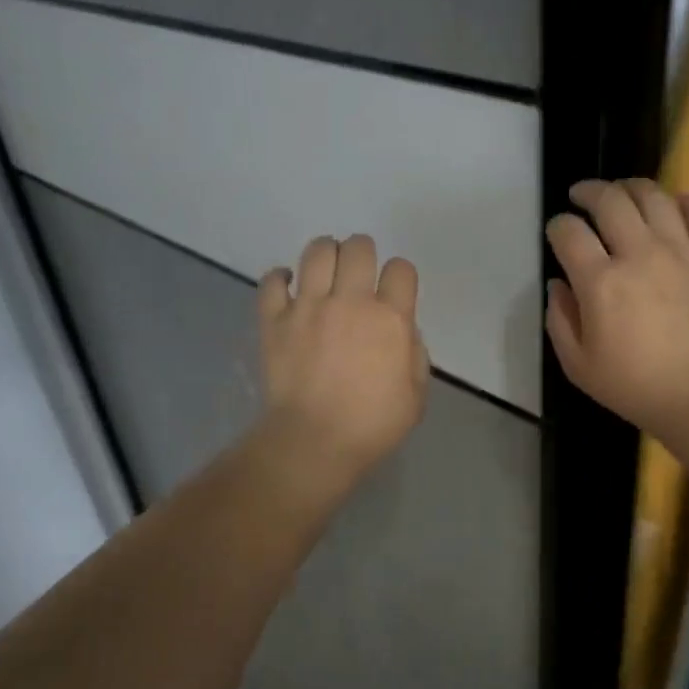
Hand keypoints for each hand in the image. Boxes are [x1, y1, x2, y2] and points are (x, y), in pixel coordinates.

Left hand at [257, 233, 429, 485]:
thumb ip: (415, 354)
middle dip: (363, 253)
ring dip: (326, 254)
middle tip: (359, 273)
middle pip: (358, 247)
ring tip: (326, 272)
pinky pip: (272, 281)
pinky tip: (289, 286)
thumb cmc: (372, 425)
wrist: (314, 441)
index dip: (400, 276)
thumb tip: (403, 331)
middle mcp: (350, 302)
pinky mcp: (274, 319)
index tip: (395, 292)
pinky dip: (281, 278)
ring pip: (317, 251)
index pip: (401, 269)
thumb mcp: (416, 395)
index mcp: (390, 319)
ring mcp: (308, 307)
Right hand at [545, 179, 688, 444]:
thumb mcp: (577, 365)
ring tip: (622, 192)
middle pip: (610, 201)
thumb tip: (559, 284)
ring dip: (631, 187)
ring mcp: (680, 253)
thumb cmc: (633, 386)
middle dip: (589, 191)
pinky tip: (674, 202)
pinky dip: (684, 202)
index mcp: (601, 282)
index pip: (569, 233)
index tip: (557, 232)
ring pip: (654, 197)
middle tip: (581, 196)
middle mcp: (639, 255)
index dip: (557, 226)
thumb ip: (560, 319)